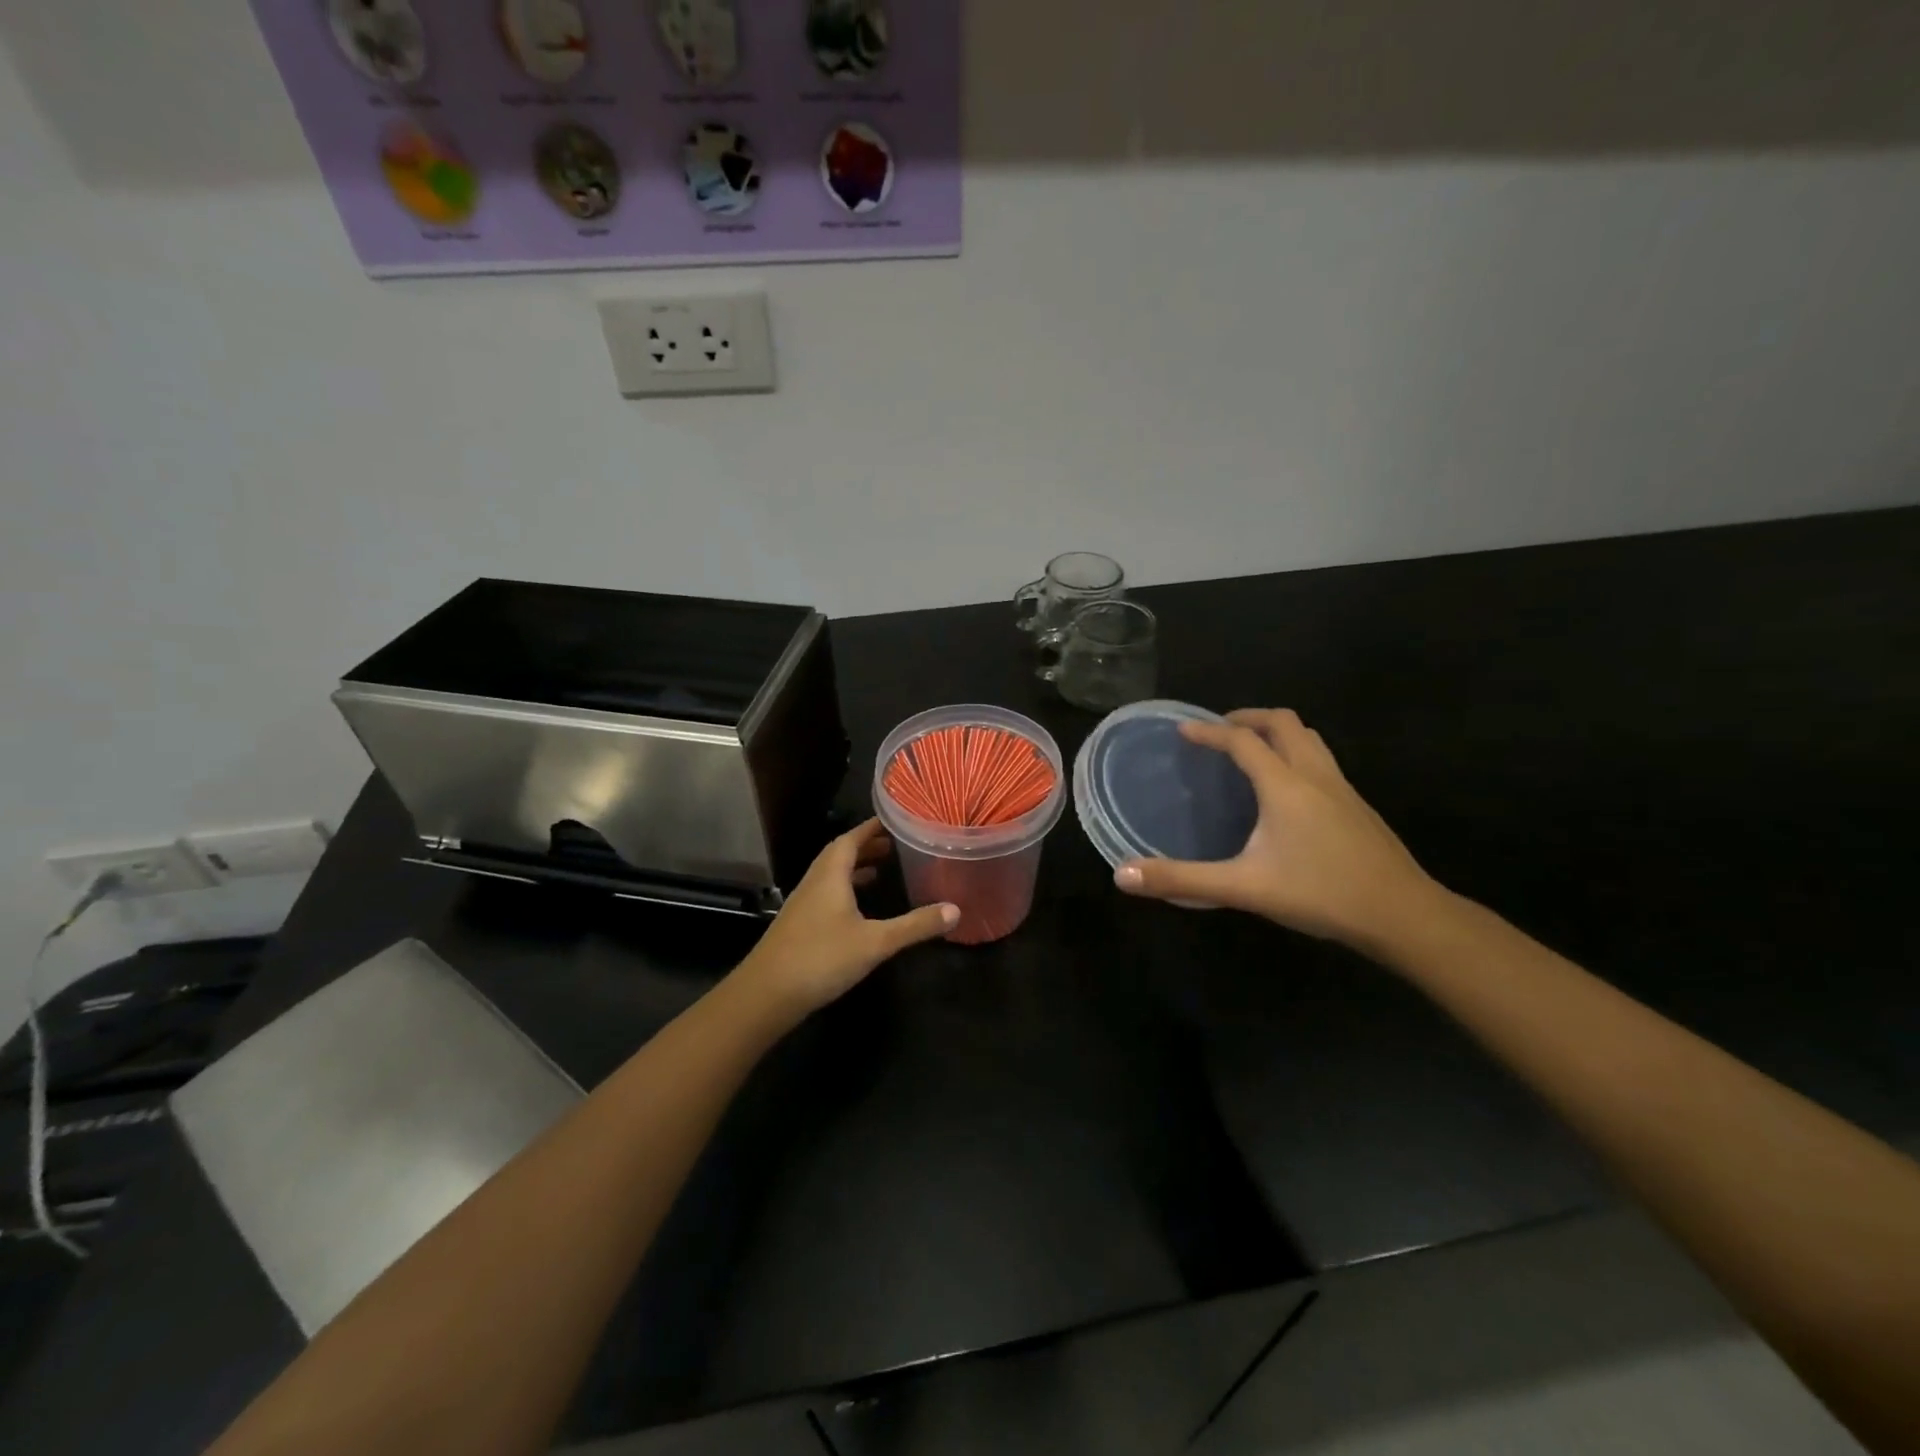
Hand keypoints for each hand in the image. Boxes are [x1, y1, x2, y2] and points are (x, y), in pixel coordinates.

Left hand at [735, 819, 957, 1014]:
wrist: (765, 995)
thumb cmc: (821, 958)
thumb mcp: (875, 942)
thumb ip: (915, 925)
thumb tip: (956, 910)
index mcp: (830, 875)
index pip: (851, 838)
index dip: (872, 828)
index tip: (895, 819)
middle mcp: (814, 882)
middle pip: (840, 854)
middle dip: (866, 846)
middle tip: (895, 845)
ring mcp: (803, 904)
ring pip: (831, 875)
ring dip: (854, 868)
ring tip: (880, 870)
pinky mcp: (798, 926)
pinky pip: (826, 894)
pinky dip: (845, 890)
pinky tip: (858, 909)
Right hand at [1114, 709, 1437, 947]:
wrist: (1403, 915)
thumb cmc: (1321, 894)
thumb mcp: (1244, 888)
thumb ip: (1183, 879)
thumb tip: (1122, 875)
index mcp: (1285, 785)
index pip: (1242, 741)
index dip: (1209, 732)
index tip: (1182, 731)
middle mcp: (1314, 774)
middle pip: (1283, 722)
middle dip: (1247, 718)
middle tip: (1219, 733)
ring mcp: (1342, 788)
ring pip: (1309, 737)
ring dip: (1277, 732)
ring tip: (1251, 750)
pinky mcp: (1358, 806)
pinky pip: (1321, 759)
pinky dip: (1296, 754)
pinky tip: (1287, 790)